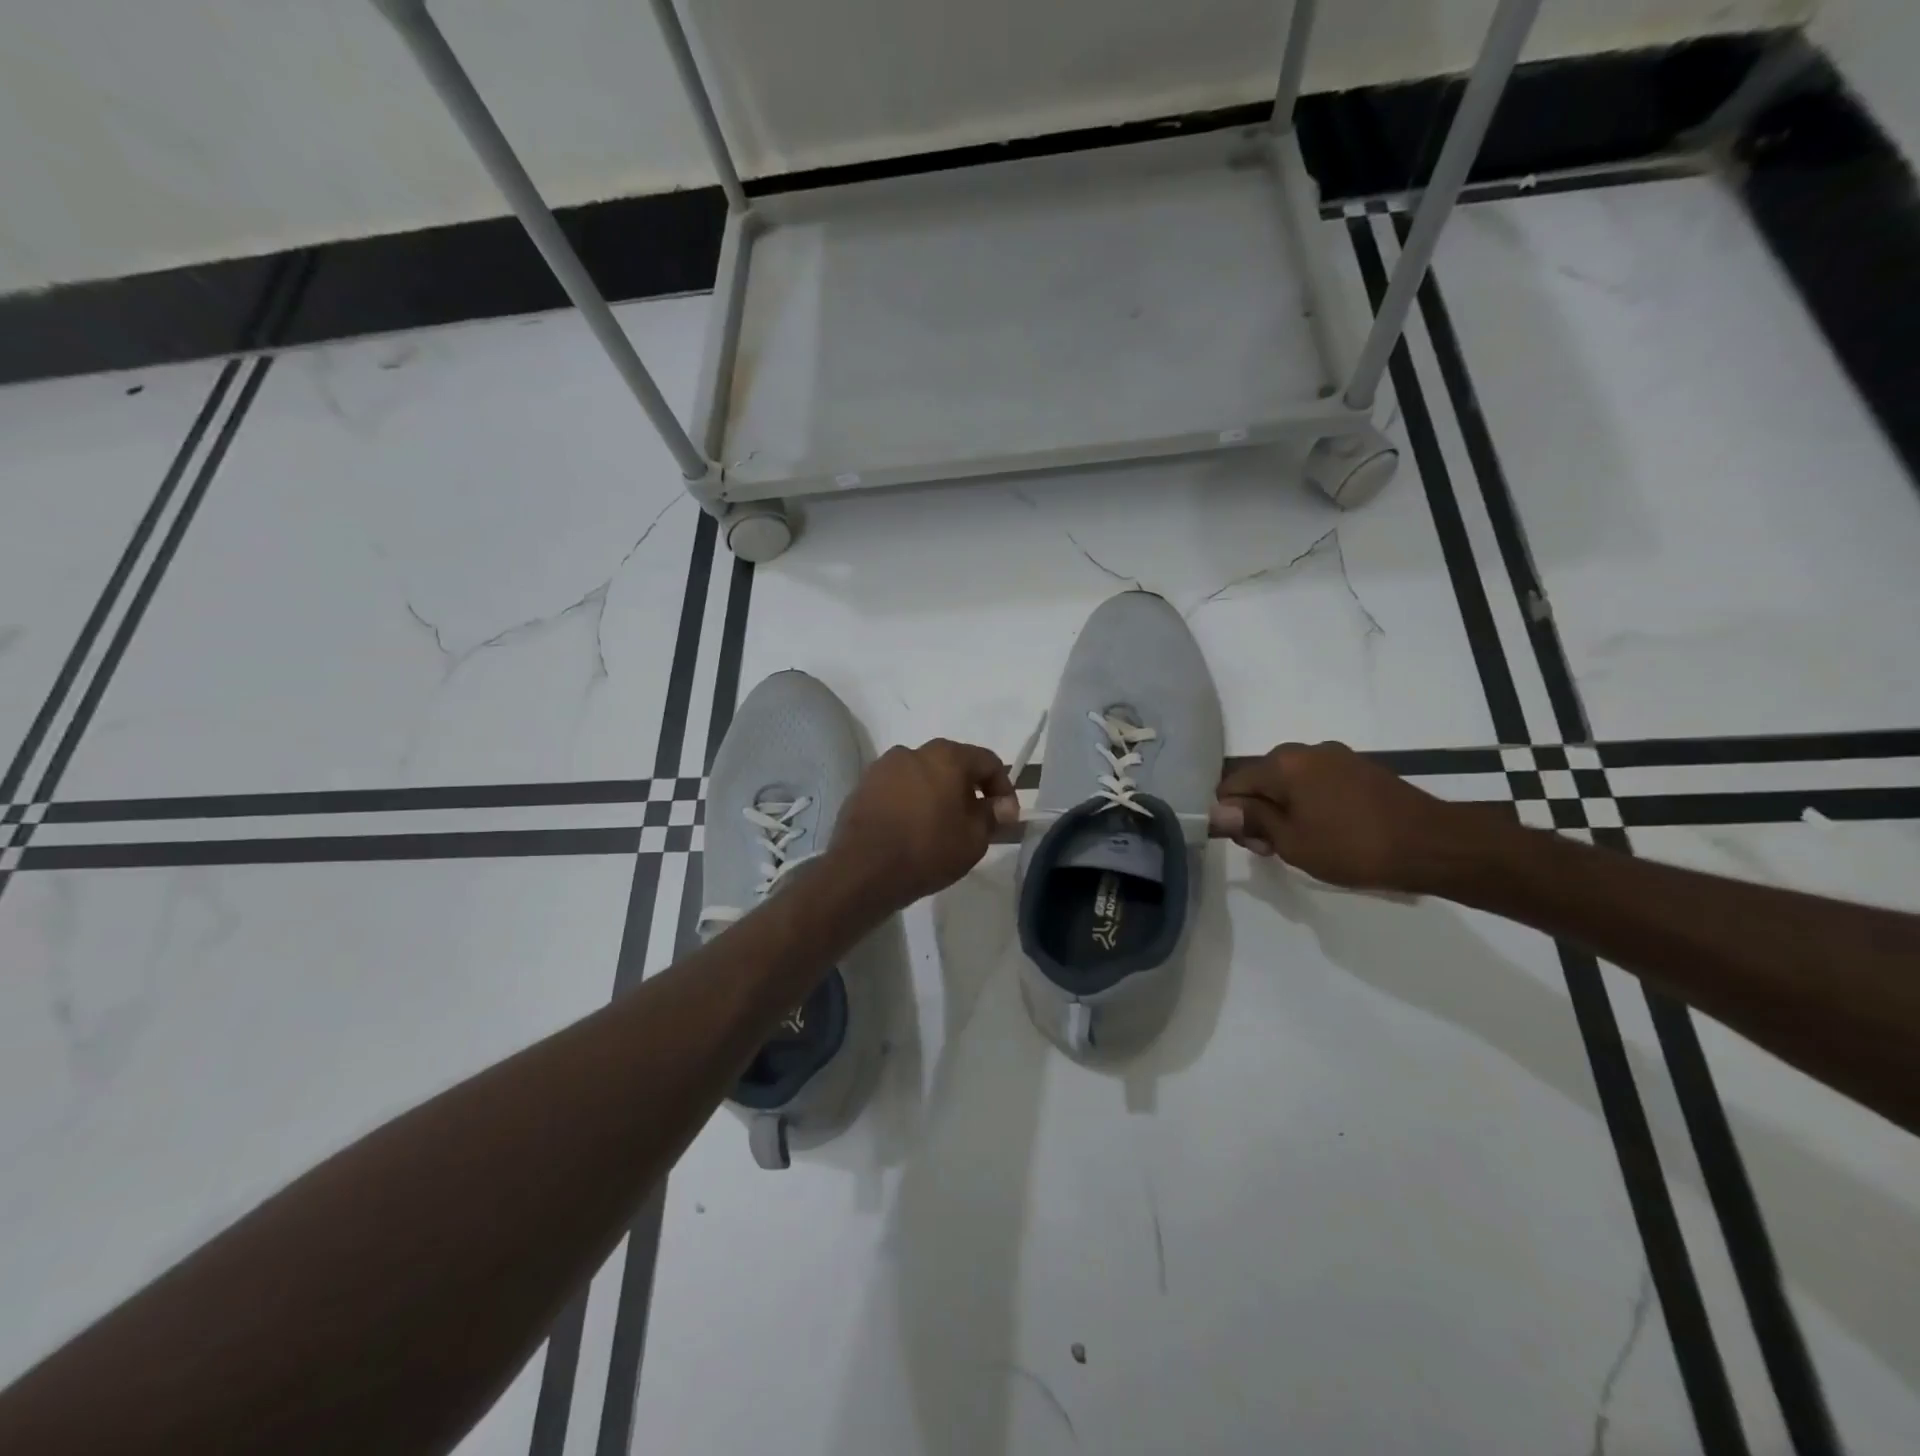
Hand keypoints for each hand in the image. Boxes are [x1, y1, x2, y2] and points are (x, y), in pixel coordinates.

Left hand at [828, 740, 1019, 911]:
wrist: (862, 871)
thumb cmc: (927, 850)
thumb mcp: (974, 839)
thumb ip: (992, 816)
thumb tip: (1002, 806)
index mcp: (946, 756)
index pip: (988, 762)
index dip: (1003, 788)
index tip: (1005, 817)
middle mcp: (913, 751)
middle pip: (952, 764)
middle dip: (967, 790)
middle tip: (974, 821)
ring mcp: (883, 767)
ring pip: (922, 775)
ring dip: (936, 794)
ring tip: (940, 827)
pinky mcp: (862, 786)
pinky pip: (897, 789)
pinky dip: (910, 802)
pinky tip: (910, 829)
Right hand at [1209, 741, 1467, 892]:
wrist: (1434, 845)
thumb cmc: (1354, 847)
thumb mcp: (1292, 842)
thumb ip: (1252, 821)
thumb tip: (1218, 811)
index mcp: (1282, 763)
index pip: (1232, 785)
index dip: (1234, 817)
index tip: (1257, 847)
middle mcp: (1305, 749)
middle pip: (1260, 780)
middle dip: (1259, 812)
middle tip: (1279, 849)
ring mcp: (1336, 756)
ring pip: (1290, 781)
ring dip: (1286, 809)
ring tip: (1308, 842)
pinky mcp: (1360, 767)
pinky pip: (1317, 782)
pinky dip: (1312, 803)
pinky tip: (1331, 830)